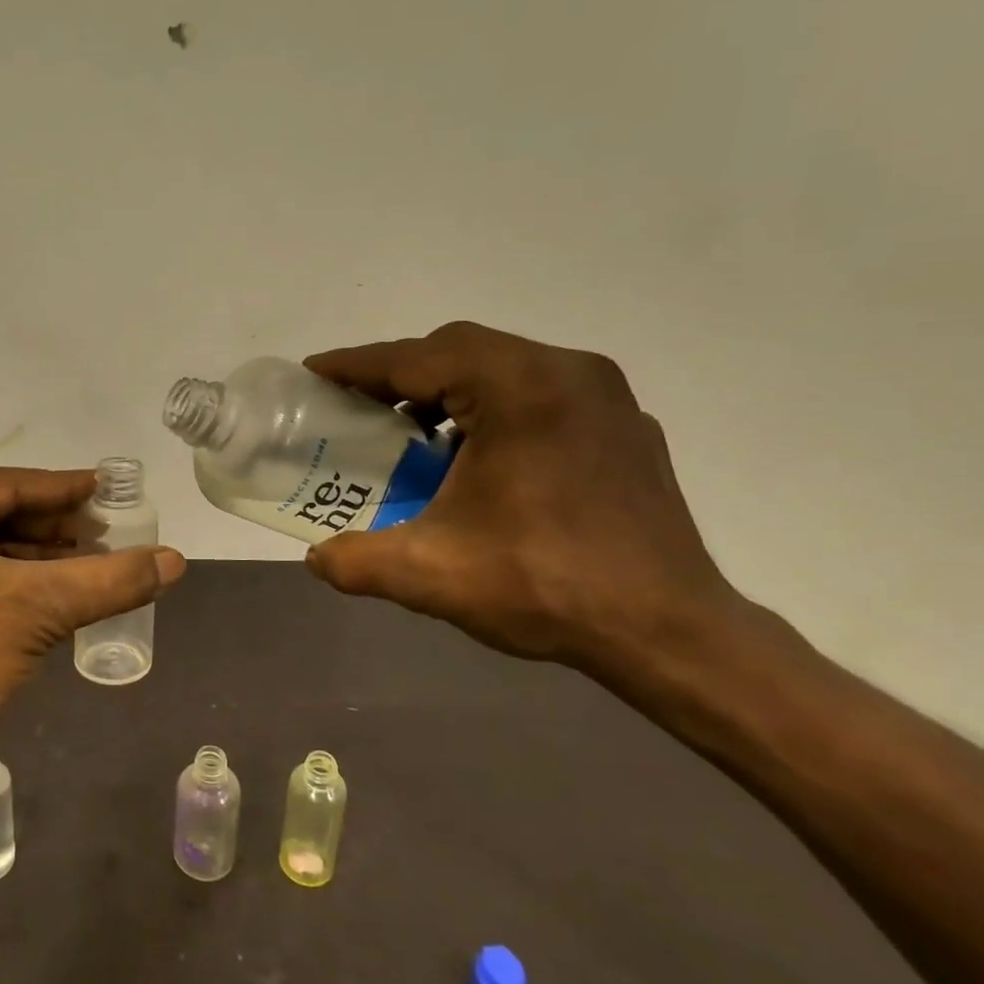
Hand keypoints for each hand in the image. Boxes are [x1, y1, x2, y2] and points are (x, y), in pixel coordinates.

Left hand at [0, 468, 185, 766]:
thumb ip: (110, 578)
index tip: (114, 486)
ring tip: (103, 557)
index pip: (4, 486)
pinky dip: (22, 581)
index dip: (66, 489)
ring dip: (45, 556)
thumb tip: (177, 560)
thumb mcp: (37, 608)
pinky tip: (69, 585)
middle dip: (58, 528)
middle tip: (116, 528)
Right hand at [302, 322, 740, 677]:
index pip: (416, 359)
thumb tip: (315, 558)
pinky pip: (539, 393)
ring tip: (411, 430)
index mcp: (516, 389)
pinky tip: (475, 455)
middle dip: (400, 373)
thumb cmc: (544, 587)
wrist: (669, 633)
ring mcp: (603, 395)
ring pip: (502, 366)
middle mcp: (565, 372)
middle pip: (459, 350)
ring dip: (448, 388)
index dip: (356, 365)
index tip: (314, 371)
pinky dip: (492, 406)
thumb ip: (355, 561)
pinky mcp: (623, 425)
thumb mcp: (429, 574)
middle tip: (357, 405)